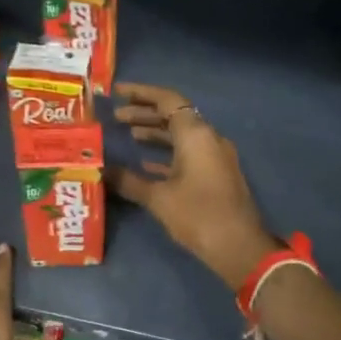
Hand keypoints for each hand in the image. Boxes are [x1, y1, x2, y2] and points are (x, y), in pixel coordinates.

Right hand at [109, 82, 281, 286]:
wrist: (239, 247)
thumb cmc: (198, 215)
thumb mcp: (158, 198)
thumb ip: (128, 180)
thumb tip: (101, 170)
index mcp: (196, 134)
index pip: (167, 100)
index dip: (141, 93)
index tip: (117, 92)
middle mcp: (208, 138)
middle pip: (174, 115)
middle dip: (144, 113)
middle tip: (116, 117)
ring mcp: (215, 156)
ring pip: (182, 134)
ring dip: (155, 132)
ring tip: (128, 135)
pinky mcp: (217, 174)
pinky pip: (189, 152)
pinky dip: (167, 152)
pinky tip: (146, 163)